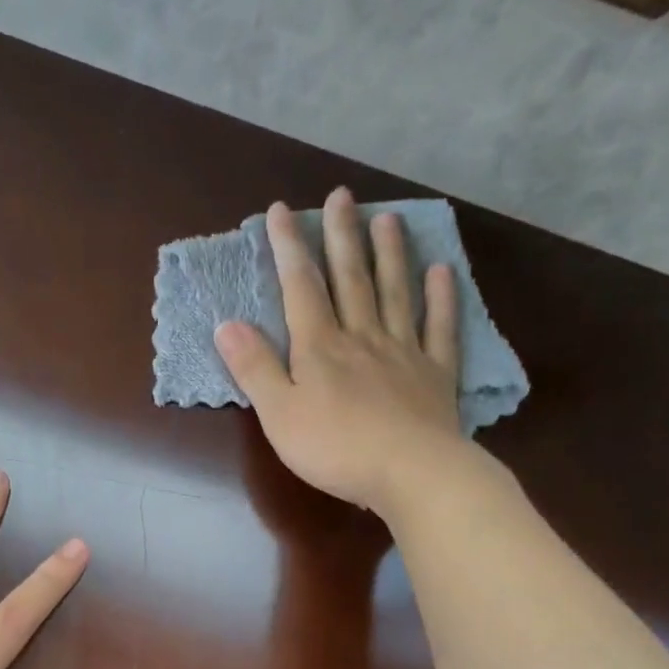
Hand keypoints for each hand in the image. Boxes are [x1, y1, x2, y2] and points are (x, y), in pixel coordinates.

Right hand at [214, 187, 471, 516]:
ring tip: (389, 218)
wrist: (411, 473)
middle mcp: (362, 337)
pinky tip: (442, 272)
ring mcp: (404, 352)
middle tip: (342, 195)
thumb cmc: (335, 449)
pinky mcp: (436, 374)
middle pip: (351, 279)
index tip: (281, 210)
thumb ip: (255, 368)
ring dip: (390, 255)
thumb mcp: (278, 414)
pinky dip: (441, 298)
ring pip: (395, 293)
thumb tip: (226, 323)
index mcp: (319, 347)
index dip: (289, 247)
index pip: (301, 288)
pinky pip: (439, 328)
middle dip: (342, 235)